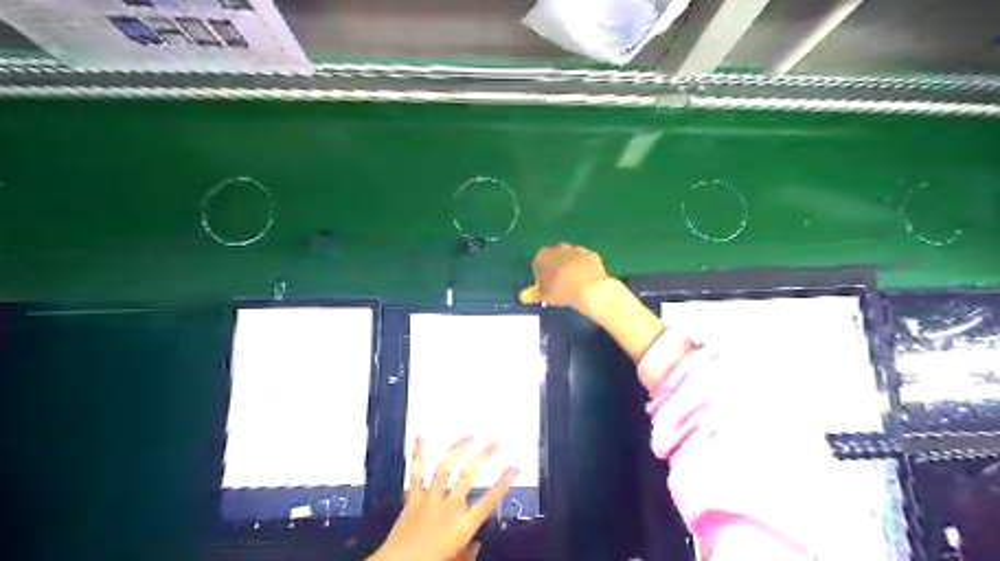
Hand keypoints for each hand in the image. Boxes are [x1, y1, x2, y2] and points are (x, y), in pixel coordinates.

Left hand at [370, 439, 519, 560]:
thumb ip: (468, 553)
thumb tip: (476, 546)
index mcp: (462, 526)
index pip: (489, 500)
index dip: (504, 482)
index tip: (514, 467)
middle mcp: (448, 508)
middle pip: (469, 475)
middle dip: (483, 456)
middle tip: (494, 443)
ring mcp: (430, 500)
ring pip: (446, 468)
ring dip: (458, 449)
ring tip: (469, 436)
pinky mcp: (413, 499)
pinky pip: (416, 473)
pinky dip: (418, 454)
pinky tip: (421, 437)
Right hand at [519, 242, 612, 311]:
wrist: (589, 288)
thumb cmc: (561, 291)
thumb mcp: (544, 296)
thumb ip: (534, 294)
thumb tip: (525, 296)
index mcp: (543, 255)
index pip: (537, 263)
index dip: (541, 275)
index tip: (545, 286)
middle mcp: (559, 248)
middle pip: (554, 257)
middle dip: (555, 267)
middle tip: (559, 284)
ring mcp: (576, 249)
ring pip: (570, 258)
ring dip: (570, 266)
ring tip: (573, 283)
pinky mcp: (591, 254)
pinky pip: (584, 261)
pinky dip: (583, 268)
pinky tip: (585, 281)